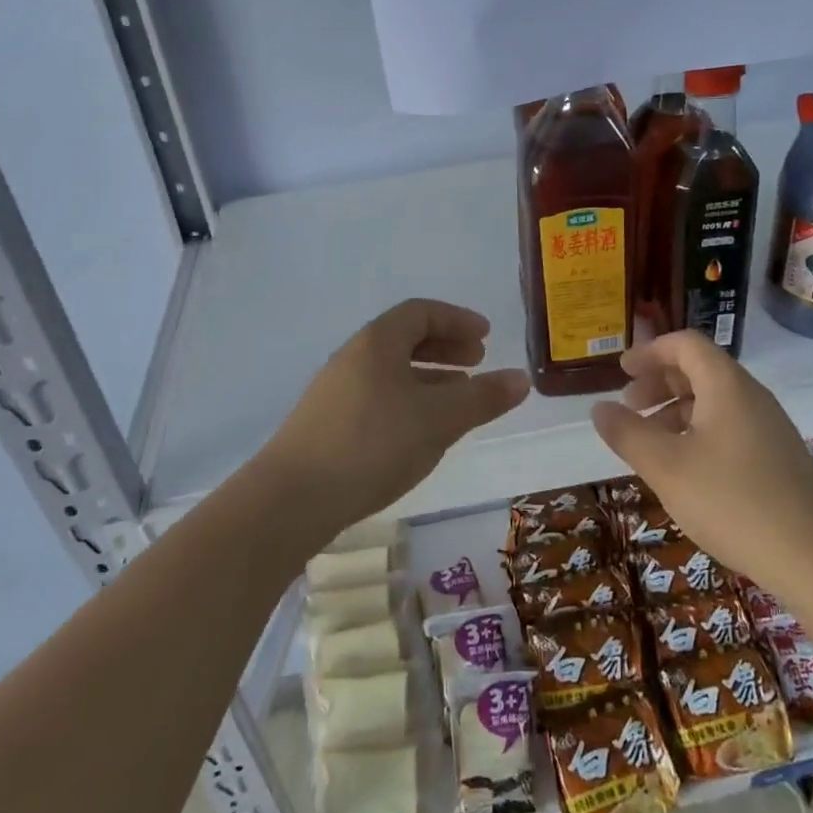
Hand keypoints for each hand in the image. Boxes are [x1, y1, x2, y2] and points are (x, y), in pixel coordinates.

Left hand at [261, 299, 529, 537]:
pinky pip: (378, 397)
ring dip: (428, 377)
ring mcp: (335, 392)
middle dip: (445, 346)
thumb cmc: (373, 444)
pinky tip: (420, 432)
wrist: (291, 500)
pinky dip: (408, 401)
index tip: (486, 336)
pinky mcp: (326, 425)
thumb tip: (521, 379)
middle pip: (404, 338)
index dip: (457, 319)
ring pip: (391, 371)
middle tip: (477, 361)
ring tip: (456, 399)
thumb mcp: (438, 419)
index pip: (421, 312)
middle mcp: (353, 358)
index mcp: (377, 343)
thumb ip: (482, 397)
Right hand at [589, 331, 812, 584]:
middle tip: (629, 407)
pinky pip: (730, 426)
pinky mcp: (778, 457)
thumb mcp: (666, 467)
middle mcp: (751, 396)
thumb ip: (628, 433)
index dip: (650, 352)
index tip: (622, 372)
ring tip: (651, 443)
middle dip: (659, 382)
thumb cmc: (732, 501)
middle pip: (700, 369)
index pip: (685, 344)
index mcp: (726, 385)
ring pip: (715, 401)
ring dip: (676, 410)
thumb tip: (599, 408)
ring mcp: (769, 427)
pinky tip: (686, 469)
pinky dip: (698, 431)